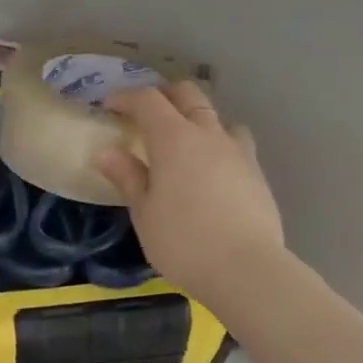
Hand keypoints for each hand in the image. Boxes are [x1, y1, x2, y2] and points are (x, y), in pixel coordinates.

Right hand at [94, 81, 285, 308]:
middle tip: (146, 114)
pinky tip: (212, 169)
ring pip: (217, 116)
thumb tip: (105, 152)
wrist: (245, 267)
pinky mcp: (257, 172)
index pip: (148, 100)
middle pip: (188, 95)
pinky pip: (235, 142)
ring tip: (184, 141)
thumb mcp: (144, 212)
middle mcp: (209, 134)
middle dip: (164, 96)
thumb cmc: (182, 241)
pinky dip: (217, 143)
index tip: (110, 105)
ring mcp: (238, 151)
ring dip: (197, 118)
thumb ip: (127, 177)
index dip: (126, 97)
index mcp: (174, 139)